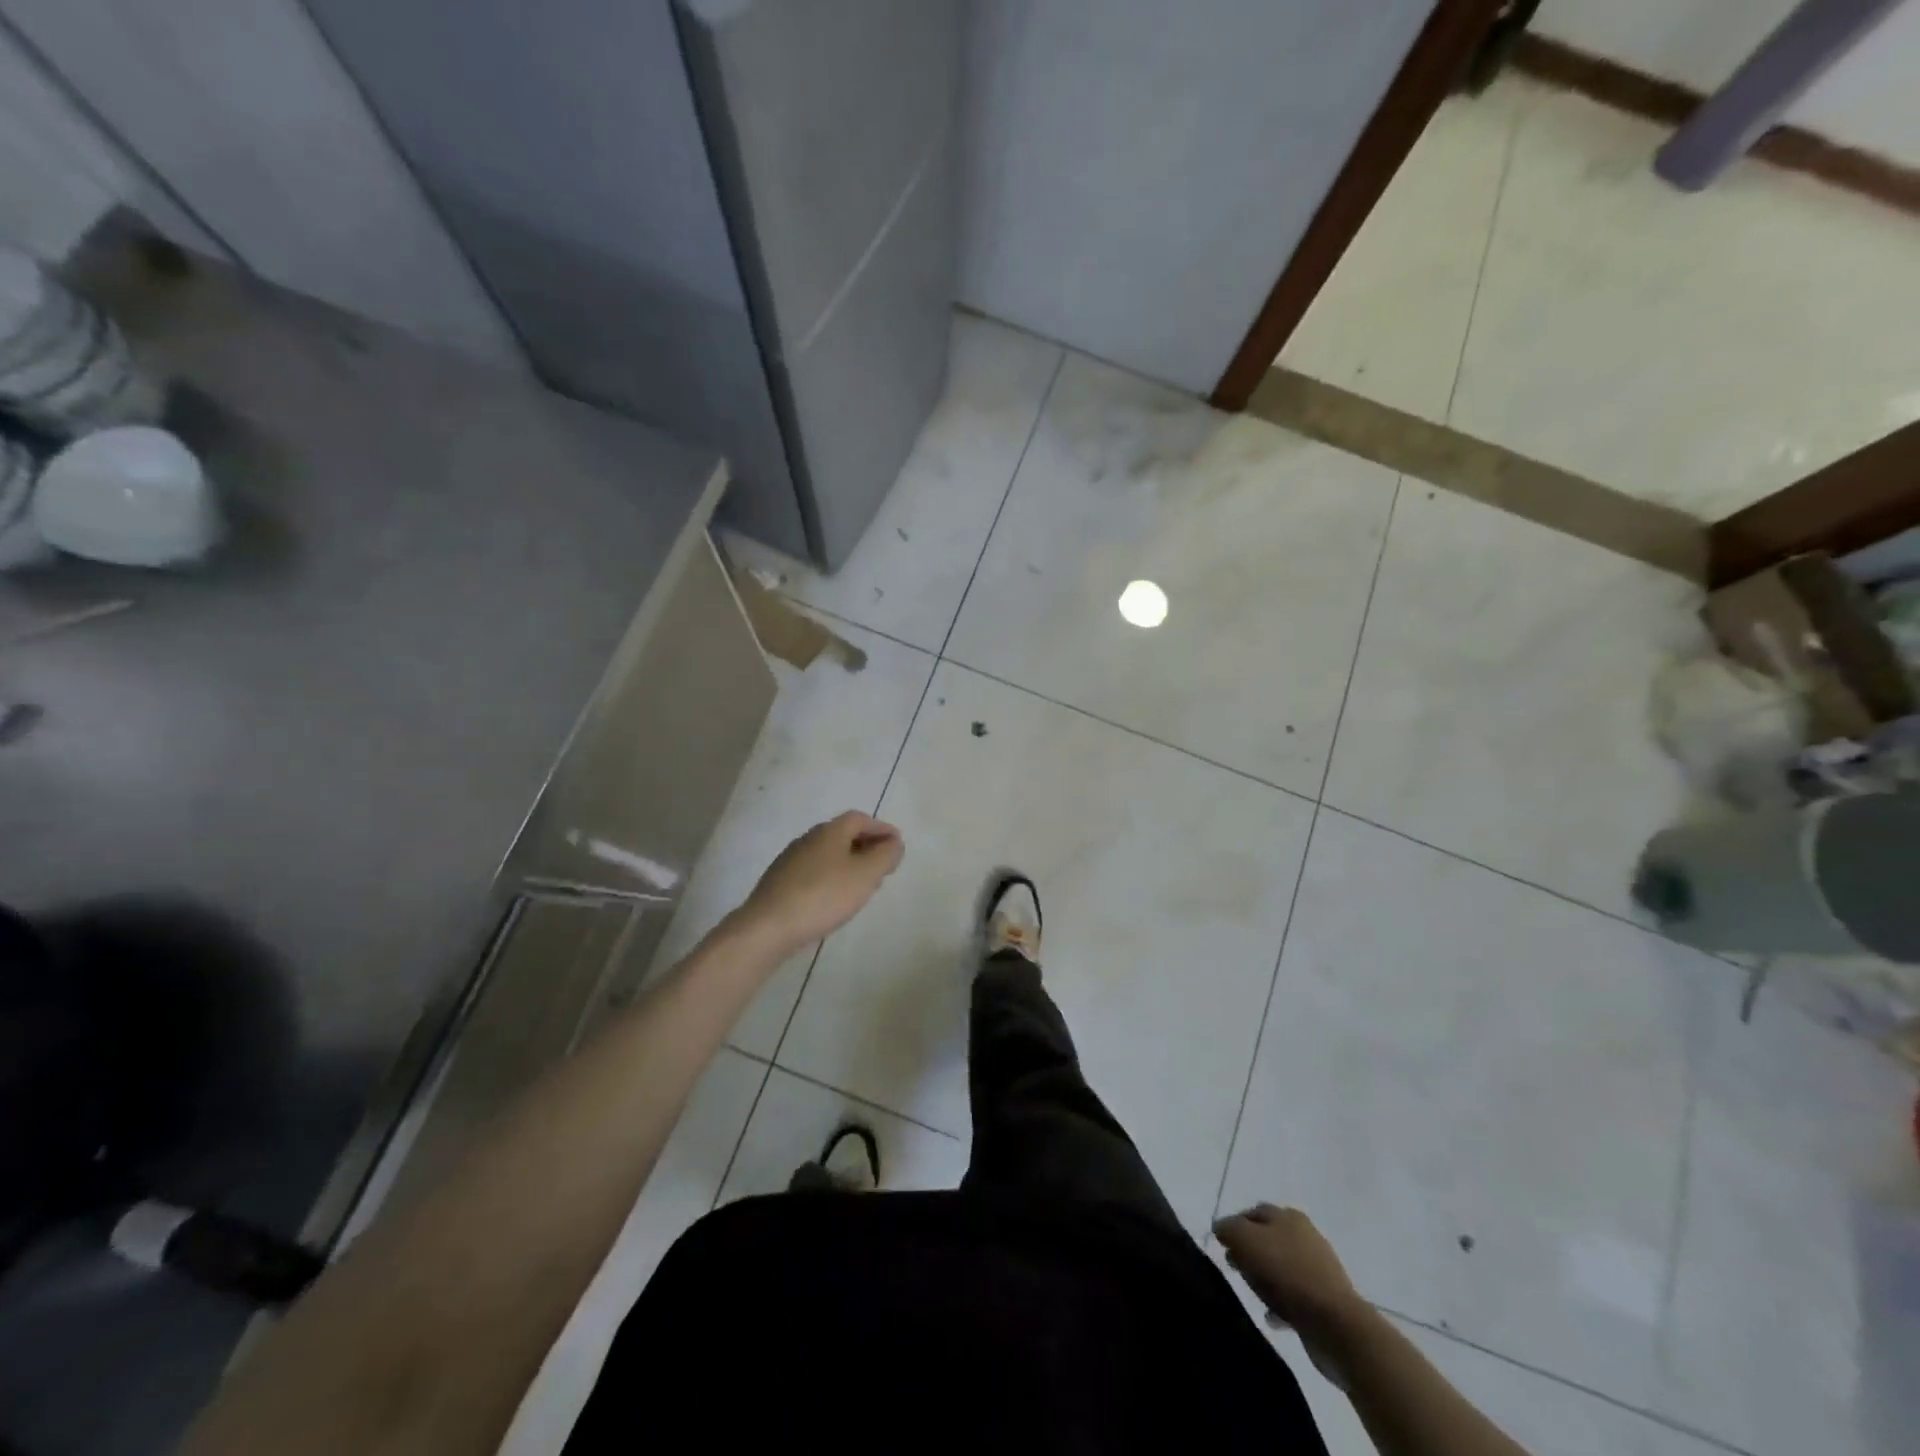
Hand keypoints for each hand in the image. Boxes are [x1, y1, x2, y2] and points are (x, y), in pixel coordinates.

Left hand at [736, 811, 903, 954]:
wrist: (768, 927)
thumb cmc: (823, 896)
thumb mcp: (865, 875)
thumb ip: (885, 856)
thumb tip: (894, 842)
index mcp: (829, 831)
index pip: (860, 819)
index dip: (881, 829)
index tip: (897, 845)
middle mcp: (808, 839)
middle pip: (843, 835)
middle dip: (866, 846)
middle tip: (883, 865)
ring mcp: (790, 860)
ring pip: (828, 854)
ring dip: (849, 864)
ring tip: (863, 885)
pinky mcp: (780, 882)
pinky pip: (814, 872)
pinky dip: (832, 878)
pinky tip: (835, 899)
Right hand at [1214, 1204, 1363, 1339]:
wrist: (1336, 1325)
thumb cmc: (1287, 1274)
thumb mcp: (1246, 1240)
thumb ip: (1229, 1228)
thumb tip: (1221, 1227)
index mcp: (1288, 1216)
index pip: (1253, 1212)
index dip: (1234, 1225)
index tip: (1221, 1245)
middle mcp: (1306, 1236)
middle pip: (1269, 1238)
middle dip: (1249, 1250)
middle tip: (1234, 1266)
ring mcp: (1319, 1269)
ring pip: (1282, 1267)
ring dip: (1265, 1277)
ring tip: (1252, 1292)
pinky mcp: (1326, 1300)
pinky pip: (1296, 1296)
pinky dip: (1281, 1303)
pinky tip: (1270, 1316)